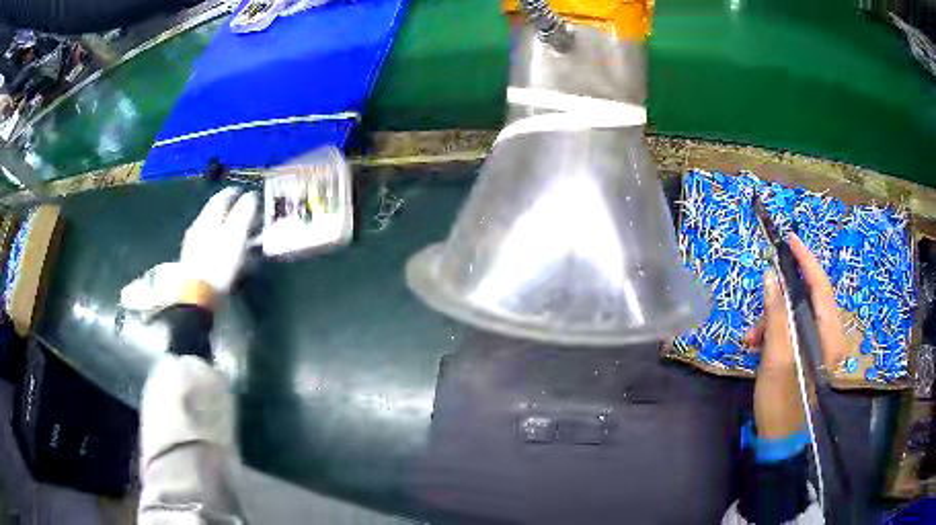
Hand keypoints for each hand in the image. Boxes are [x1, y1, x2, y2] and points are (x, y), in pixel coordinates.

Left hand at [120, 188, 257, 314]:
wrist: (196, 295)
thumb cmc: (219, 263)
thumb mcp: (237, 235)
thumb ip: (244, 213)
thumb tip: (251, 196)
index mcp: (209, 217)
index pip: (222, 197)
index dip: (234, 193)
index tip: (246, 193)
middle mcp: (199, 226)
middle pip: (215, 212)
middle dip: (229, 210)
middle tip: (243, 211)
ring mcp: (193, 244)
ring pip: (210, 227)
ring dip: (223, 226)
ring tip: (235, 231)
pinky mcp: (192, 261)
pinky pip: (207, 243)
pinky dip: (217, 241)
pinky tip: (222, 248)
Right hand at [744, 233, 846, 438]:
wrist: (780, 439)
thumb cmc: (781, 401)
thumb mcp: (777, 357)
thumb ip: (777, 315)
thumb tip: (772, 277)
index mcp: (829, 335)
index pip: (821, 286)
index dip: (806, 260)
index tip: (790, 239)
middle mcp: (829, 335)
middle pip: (808, 298)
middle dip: (781, 298)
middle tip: (759, 310)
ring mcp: (820, 346)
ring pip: (797, 314)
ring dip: (773, 319)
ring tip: (752, 337)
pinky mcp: (809, 354)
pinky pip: (793, 330)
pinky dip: (775, 332)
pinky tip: (757, 345)